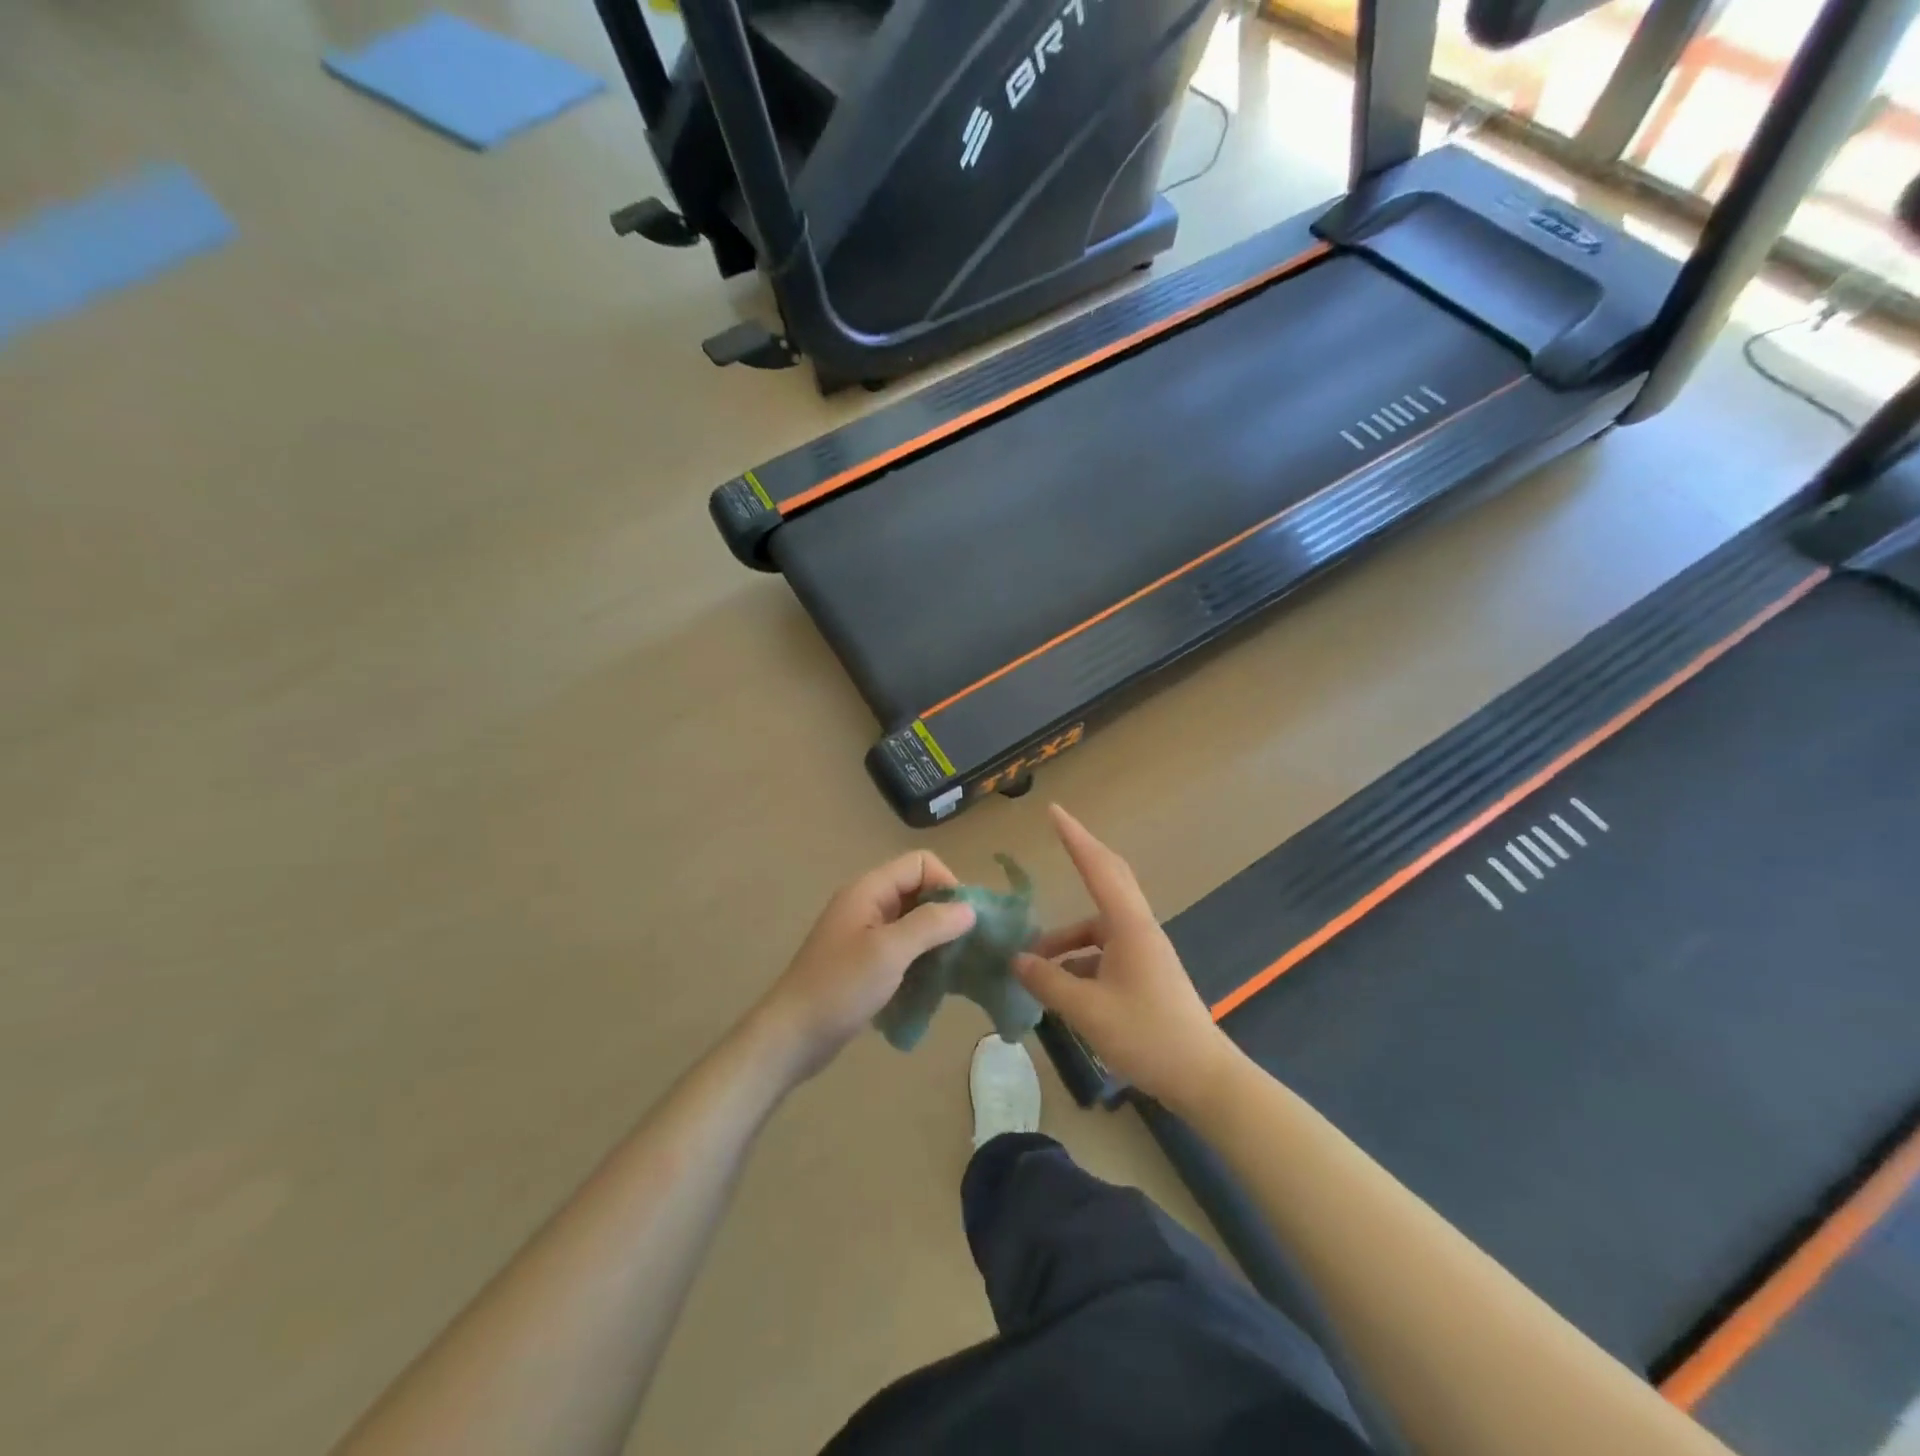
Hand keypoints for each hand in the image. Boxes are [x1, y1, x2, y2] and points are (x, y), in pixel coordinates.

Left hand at [753, 852, 975, 1082]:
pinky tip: (933, 983)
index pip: (920, 863)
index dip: (946, 884)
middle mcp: (867, 904)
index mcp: (869, 890)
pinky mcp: (865, 962)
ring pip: (913, 921)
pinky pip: (903, 948)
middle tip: (966, 946)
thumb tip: (970, 909)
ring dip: (935, 939)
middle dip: (945, 913)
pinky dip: (921, 958)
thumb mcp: (889, 952)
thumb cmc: (840, 987)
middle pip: (918, 890)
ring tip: (954, 967)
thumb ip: (930, 925)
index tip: (963, 921)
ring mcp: (864, 934)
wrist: (791, 1036)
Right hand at [1014, 806, 1238, 1111]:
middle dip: (1080, 859)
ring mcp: (1143, 952)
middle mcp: (1138, 930)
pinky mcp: (1144, 975)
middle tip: (1055, 838)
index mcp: (1129, 926)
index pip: (1098, 868)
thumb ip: (1049, 982)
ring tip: (1032, 964)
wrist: (1203, 1078)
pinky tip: (1058, 988)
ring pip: (1098, 927)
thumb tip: (1017, 961)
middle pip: (1107, 882)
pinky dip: (1078, 960)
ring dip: (1066, 938)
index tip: (1054, 811)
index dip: (1074, 838)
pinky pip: (1103, 953)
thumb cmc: (1147, 1036)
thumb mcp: (1088, 1010)